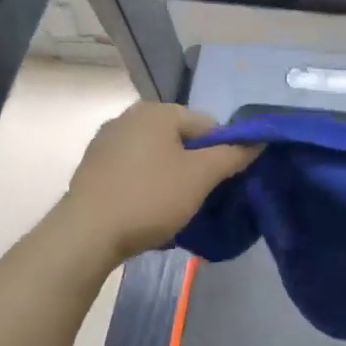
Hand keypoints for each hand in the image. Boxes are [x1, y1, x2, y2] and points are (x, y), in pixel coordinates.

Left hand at [60, 104, 258, 263]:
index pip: (208, 125)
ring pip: (157, 157)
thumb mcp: (200, 177)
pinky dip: (147, 187)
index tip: (222, 185)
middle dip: (195, 167)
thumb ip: (232, 155)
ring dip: (171, 179)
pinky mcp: (93, 167)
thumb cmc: (150, 198)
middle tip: (201, 199)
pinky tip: (148, 212)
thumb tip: (259, 141)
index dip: (223, 153)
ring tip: (175, 210)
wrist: (87, 233)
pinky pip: (134, 172)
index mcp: (156, 111)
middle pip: (180, 140)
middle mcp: (129, 117)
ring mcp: (106, 142)